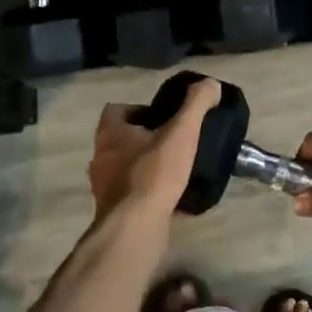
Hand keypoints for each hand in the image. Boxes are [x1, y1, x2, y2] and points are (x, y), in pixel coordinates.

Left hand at [86, 78, 221, 220]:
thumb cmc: (154, 172)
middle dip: (143, 139)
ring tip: (172, 170)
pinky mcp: (111, 210)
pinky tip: (167, 196)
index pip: (116, 110)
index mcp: (110, 133)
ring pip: (123, 167)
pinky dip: (145, 191)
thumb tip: (210, 84)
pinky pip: (129, 193)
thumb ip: (196, 104)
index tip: (163, 117)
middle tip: (172, 142)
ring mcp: (102, 186)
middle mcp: (100, 156)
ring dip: (142, 165)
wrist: (135, 227)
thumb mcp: (182, 132)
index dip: (139, 110)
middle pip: (119, 139)